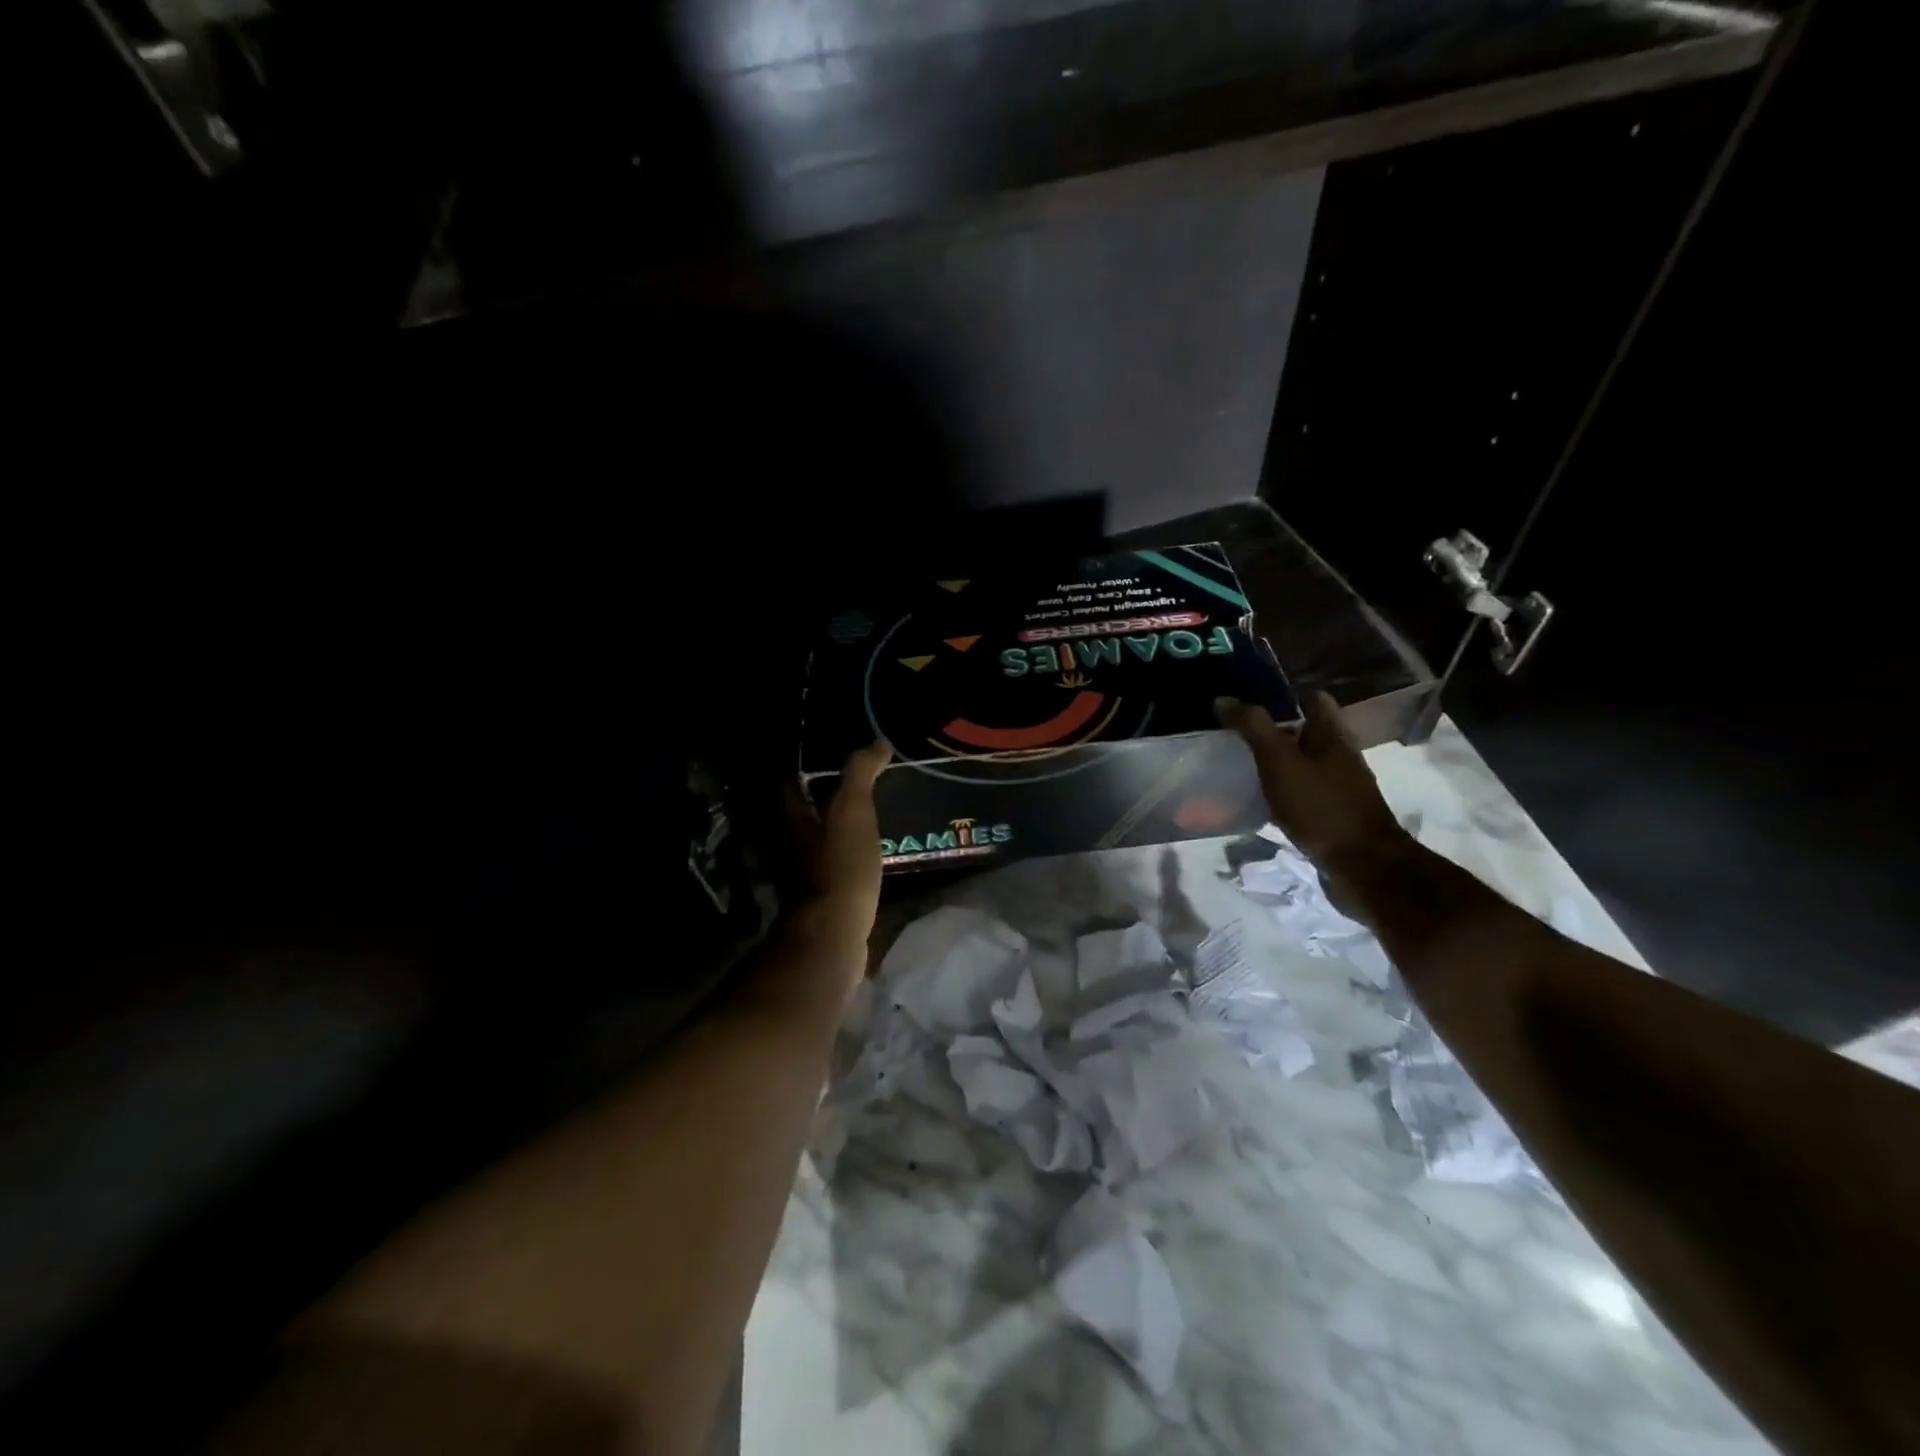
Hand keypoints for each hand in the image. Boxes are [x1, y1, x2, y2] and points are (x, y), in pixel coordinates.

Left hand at [783, 742, 892, 973]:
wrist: (834, 933)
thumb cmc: (840, 865)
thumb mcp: (852, 810)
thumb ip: (860, 774)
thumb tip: (877, 743)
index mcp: (792, 817)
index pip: (790, 782)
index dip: (808, 768)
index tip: (835, 757)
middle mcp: (791, 842)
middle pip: (804, 812)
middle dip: (826, 798)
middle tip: (861, 785)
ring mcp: (804, 872)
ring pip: (820, 839)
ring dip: (840, 827)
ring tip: (874, 815)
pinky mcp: (822, 896)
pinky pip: (835, 864)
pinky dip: (850, 853)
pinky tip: (873, 851)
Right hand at [1215, 692, 1414, 922]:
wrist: (1362, 868)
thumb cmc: (1321, 807)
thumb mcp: (1280, 762)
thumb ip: (1253, 728)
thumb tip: (1224, 699)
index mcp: (1333, 734)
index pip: (1312, 698)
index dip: (1282, 694)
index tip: (1247, 699)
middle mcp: (1339, 755)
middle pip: (1304, 731)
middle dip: (1272, 728)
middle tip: (1233, 731)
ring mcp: (1337, 786)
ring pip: (1300, 763)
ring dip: (1274, 761)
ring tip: (1237, 762)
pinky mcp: (1330, 814)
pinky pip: (1299, 792)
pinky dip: (1279, 791)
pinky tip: (1256, 799)